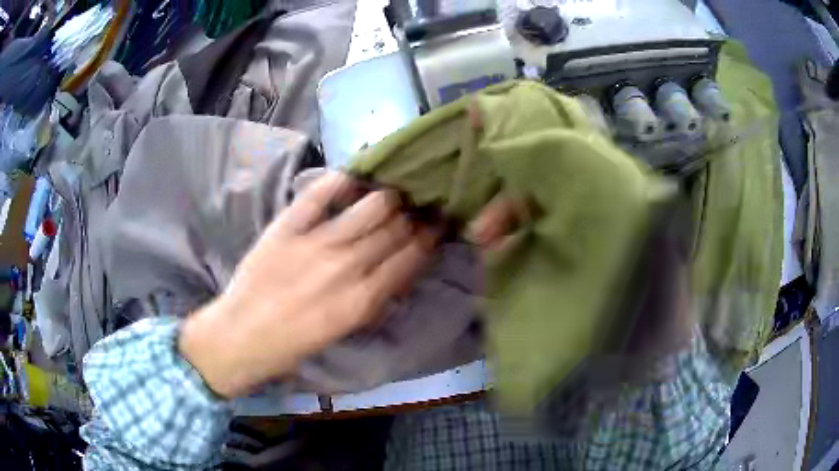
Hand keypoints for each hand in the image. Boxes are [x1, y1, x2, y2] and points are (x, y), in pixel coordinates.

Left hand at [179, 173, 437, 398]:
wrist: (243, 335)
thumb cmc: (296, 342)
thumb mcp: (345, 329)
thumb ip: (375, 297)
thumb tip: (399, 267)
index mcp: (364, 299)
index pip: (411, 256)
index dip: (430, 235)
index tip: (439, 221)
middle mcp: (348, 266)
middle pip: (396, 228)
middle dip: (416, 213)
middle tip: (422, 201)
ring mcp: (316, 242)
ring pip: (371, 205)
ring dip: (389, 195)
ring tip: (393, 191)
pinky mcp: (287, 226)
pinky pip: (319, 194)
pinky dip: (340, 181)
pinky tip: (354, 176)